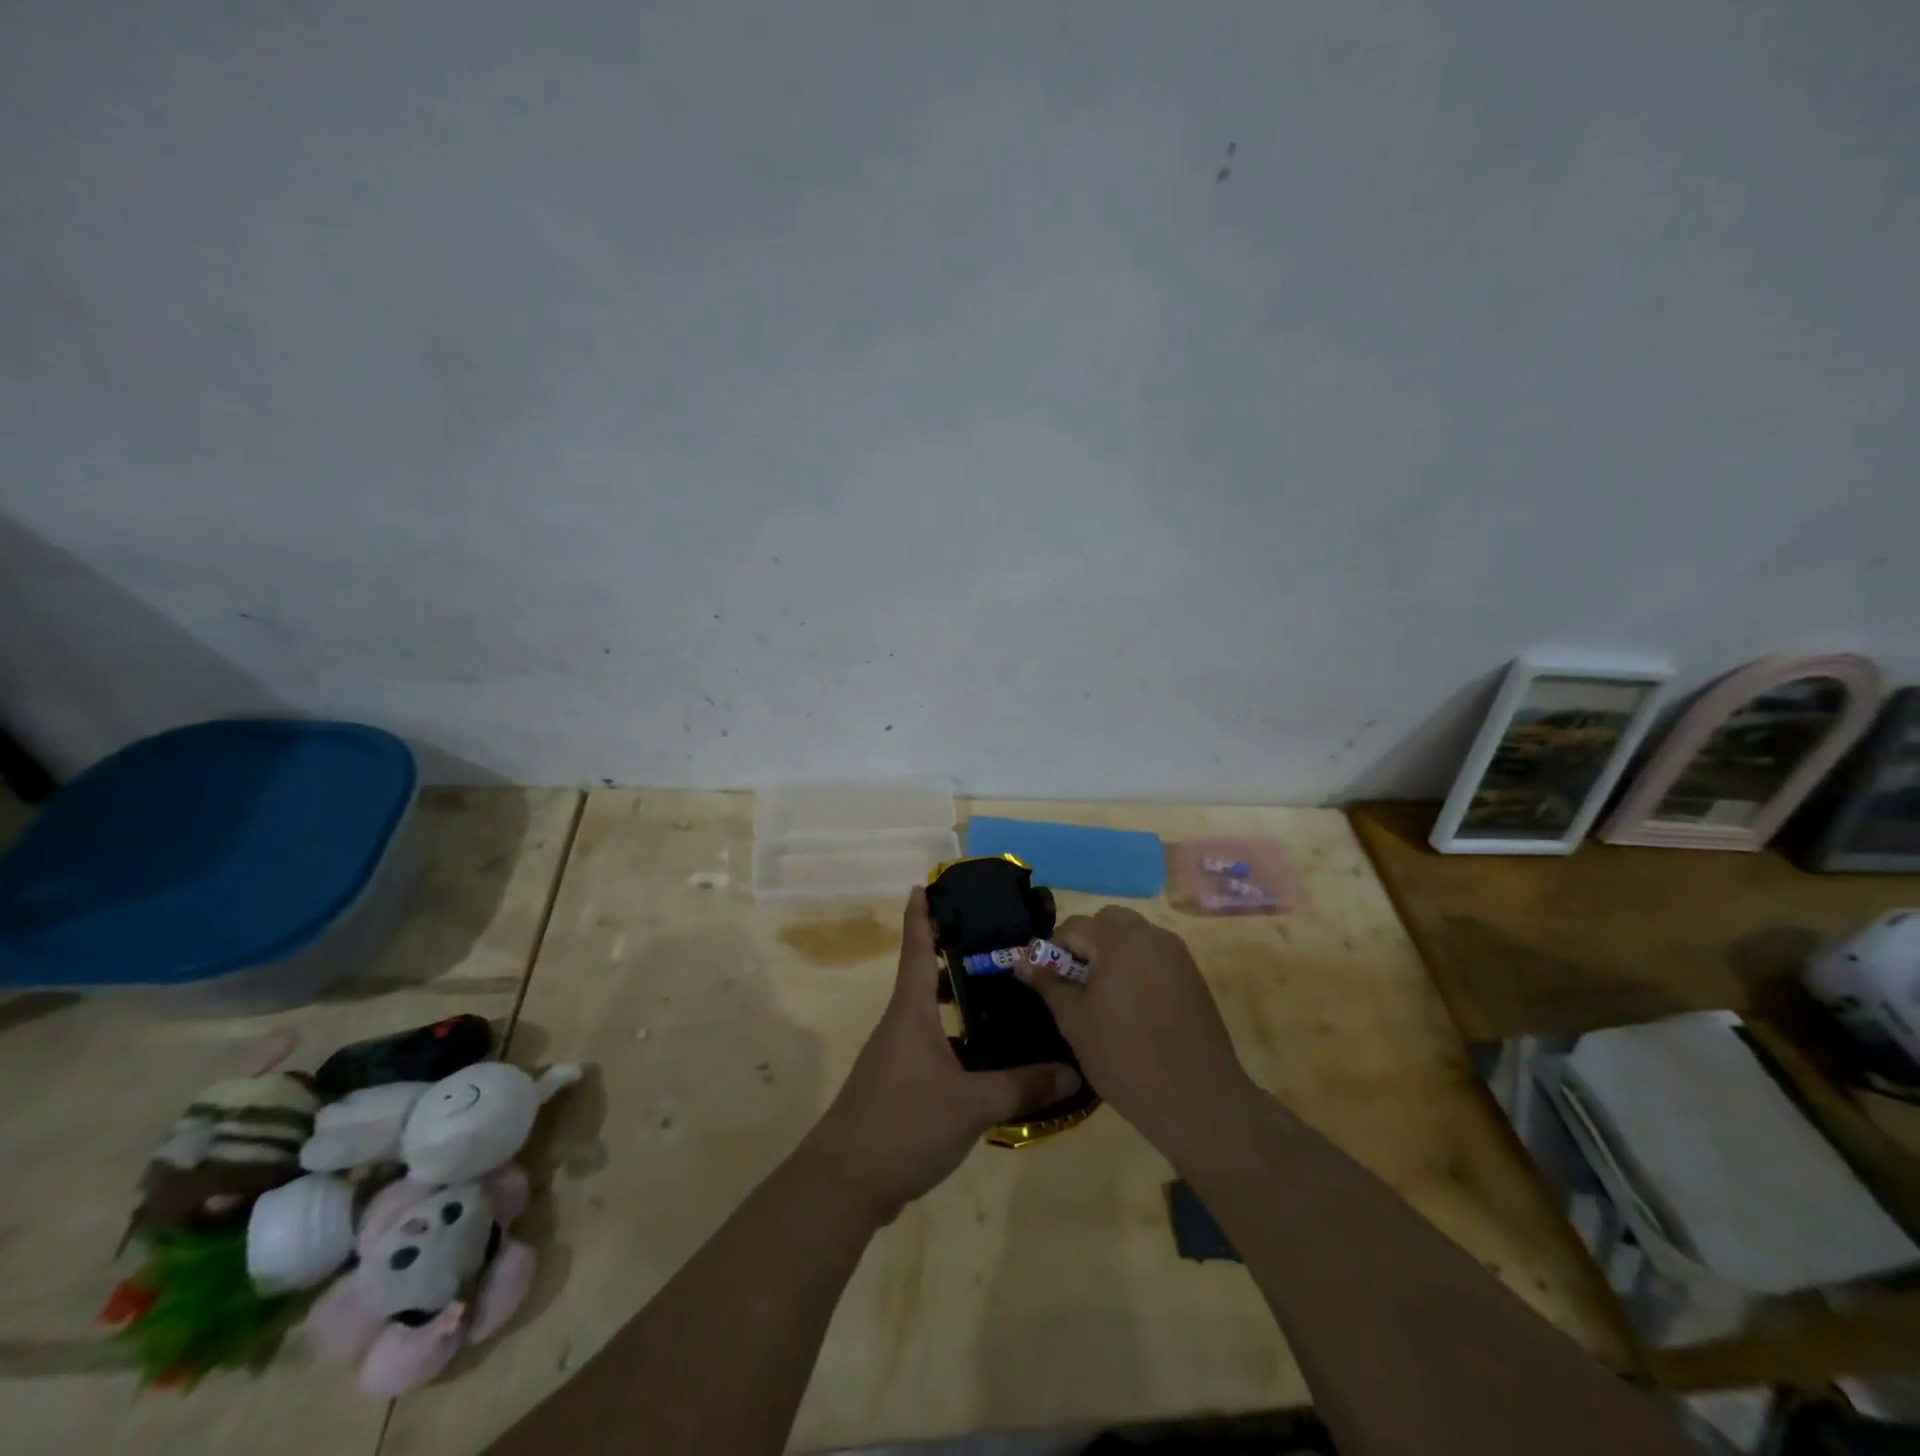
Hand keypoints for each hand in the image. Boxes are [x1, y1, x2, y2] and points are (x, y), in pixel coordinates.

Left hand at [804, 887, 1080, 1222]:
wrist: (845, 1182)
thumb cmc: (903, 1123)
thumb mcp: (971, 1105)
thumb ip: (1022, 1087)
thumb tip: (1072, 1070)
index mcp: (911, 1012)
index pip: (917, 948)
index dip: (922, 915)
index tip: (927, 884)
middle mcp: (900, 1024)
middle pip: (924, 976)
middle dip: (953, 956)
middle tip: (996, 944)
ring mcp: (895, 1056)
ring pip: (930, 1014)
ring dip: (957, 1001)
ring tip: (1000, 995)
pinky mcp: (897, 1085)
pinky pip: (931, 1046)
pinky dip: (956, 1039)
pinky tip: (986, 1057)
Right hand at [1015, 907, 1255, 1149]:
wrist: (1197, 1099)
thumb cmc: (1125, 1058)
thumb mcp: (1075, 1021)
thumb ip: (1048, 983)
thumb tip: (1022, 959)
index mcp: (1118, 941)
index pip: (1074, 926)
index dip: (1053, 949)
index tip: (1046, 980)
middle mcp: (1150, 935)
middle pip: (1108, 921)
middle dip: (1087, 942)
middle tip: (1077, 982)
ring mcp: (1176, 954)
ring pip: (1134, 935)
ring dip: (1113, 951)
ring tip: (1105, 995)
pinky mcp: (1193, 975)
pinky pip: (1156, 955)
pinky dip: (1138, 965)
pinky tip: (1134, 1006)